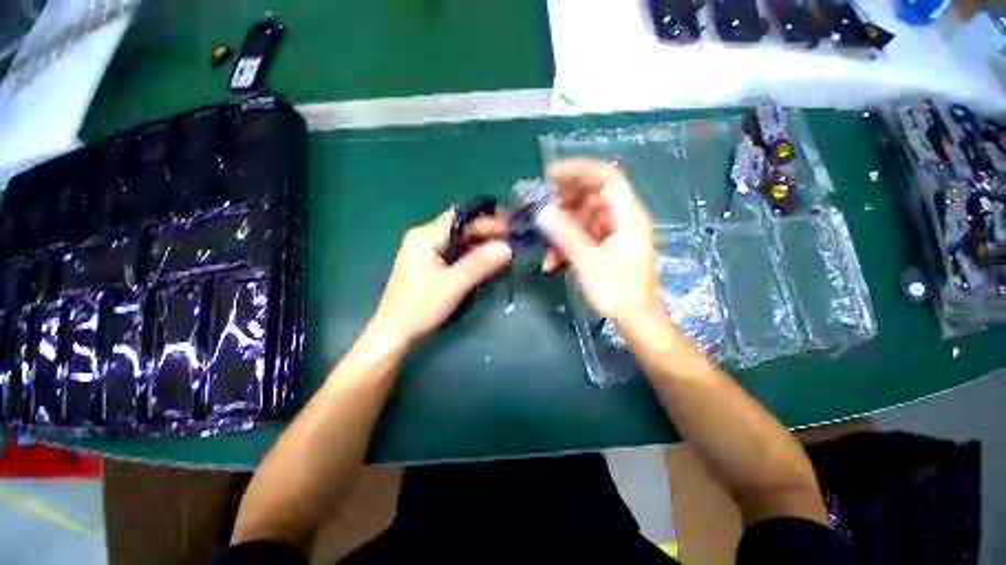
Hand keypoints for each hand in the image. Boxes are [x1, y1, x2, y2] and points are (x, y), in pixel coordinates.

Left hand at [370, 208, 512, 348]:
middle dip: (487, 232)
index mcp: (425, 236)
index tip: (510, 228)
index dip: (487, 221)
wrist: (395, 333)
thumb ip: (480, 264)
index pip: (461, 218)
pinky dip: (472, 256)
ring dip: (481, 244)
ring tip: (505, 249)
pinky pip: (455, 254)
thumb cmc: (420, 307)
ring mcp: (426, 252)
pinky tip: (488, 261)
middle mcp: (425, 238)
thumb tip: (507, 247)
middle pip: (461, 228)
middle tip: (512, 239)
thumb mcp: (453, 285)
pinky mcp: (430, 266)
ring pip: (459, 241)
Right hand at [540, 158, 659, 324]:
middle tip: (540, 208)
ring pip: (584, 216)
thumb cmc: (618, 292)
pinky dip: (567, 241)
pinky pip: (583, 234)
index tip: (550, 175)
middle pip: (593, 195)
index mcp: (628, 217)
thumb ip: (566, 235)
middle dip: (564, 200)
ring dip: (562, 225)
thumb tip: (542, 212)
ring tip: (543, 238)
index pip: (607, 178)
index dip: (580, 170)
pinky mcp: (605, 246)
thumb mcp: (589, 263)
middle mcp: (622, 219)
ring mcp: (613, 233)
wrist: (635, 320)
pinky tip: (552, 259)